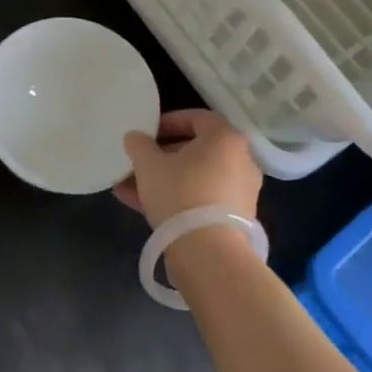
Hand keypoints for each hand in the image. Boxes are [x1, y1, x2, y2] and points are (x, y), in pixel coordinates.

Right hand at [114, 109, 261, 229]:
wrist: (208, 253)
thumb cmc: (180, 193)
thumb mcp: (149, 164)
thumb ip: (139, 145)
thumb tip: (135, 136)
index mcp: (225, 138)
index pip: (196, 118)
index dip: (167, 122)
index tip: (146, 134)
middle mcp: (241, 160)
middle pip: (196, 150)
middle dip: (163, 156)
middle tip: (139, 162)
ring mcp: (240, 191)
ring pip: (196, 178)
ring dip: (165, 179)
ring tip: (130, 187)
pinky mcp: (235, 219)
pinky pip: (202, 199)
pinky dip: (177, 199)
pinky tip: (142, 207)